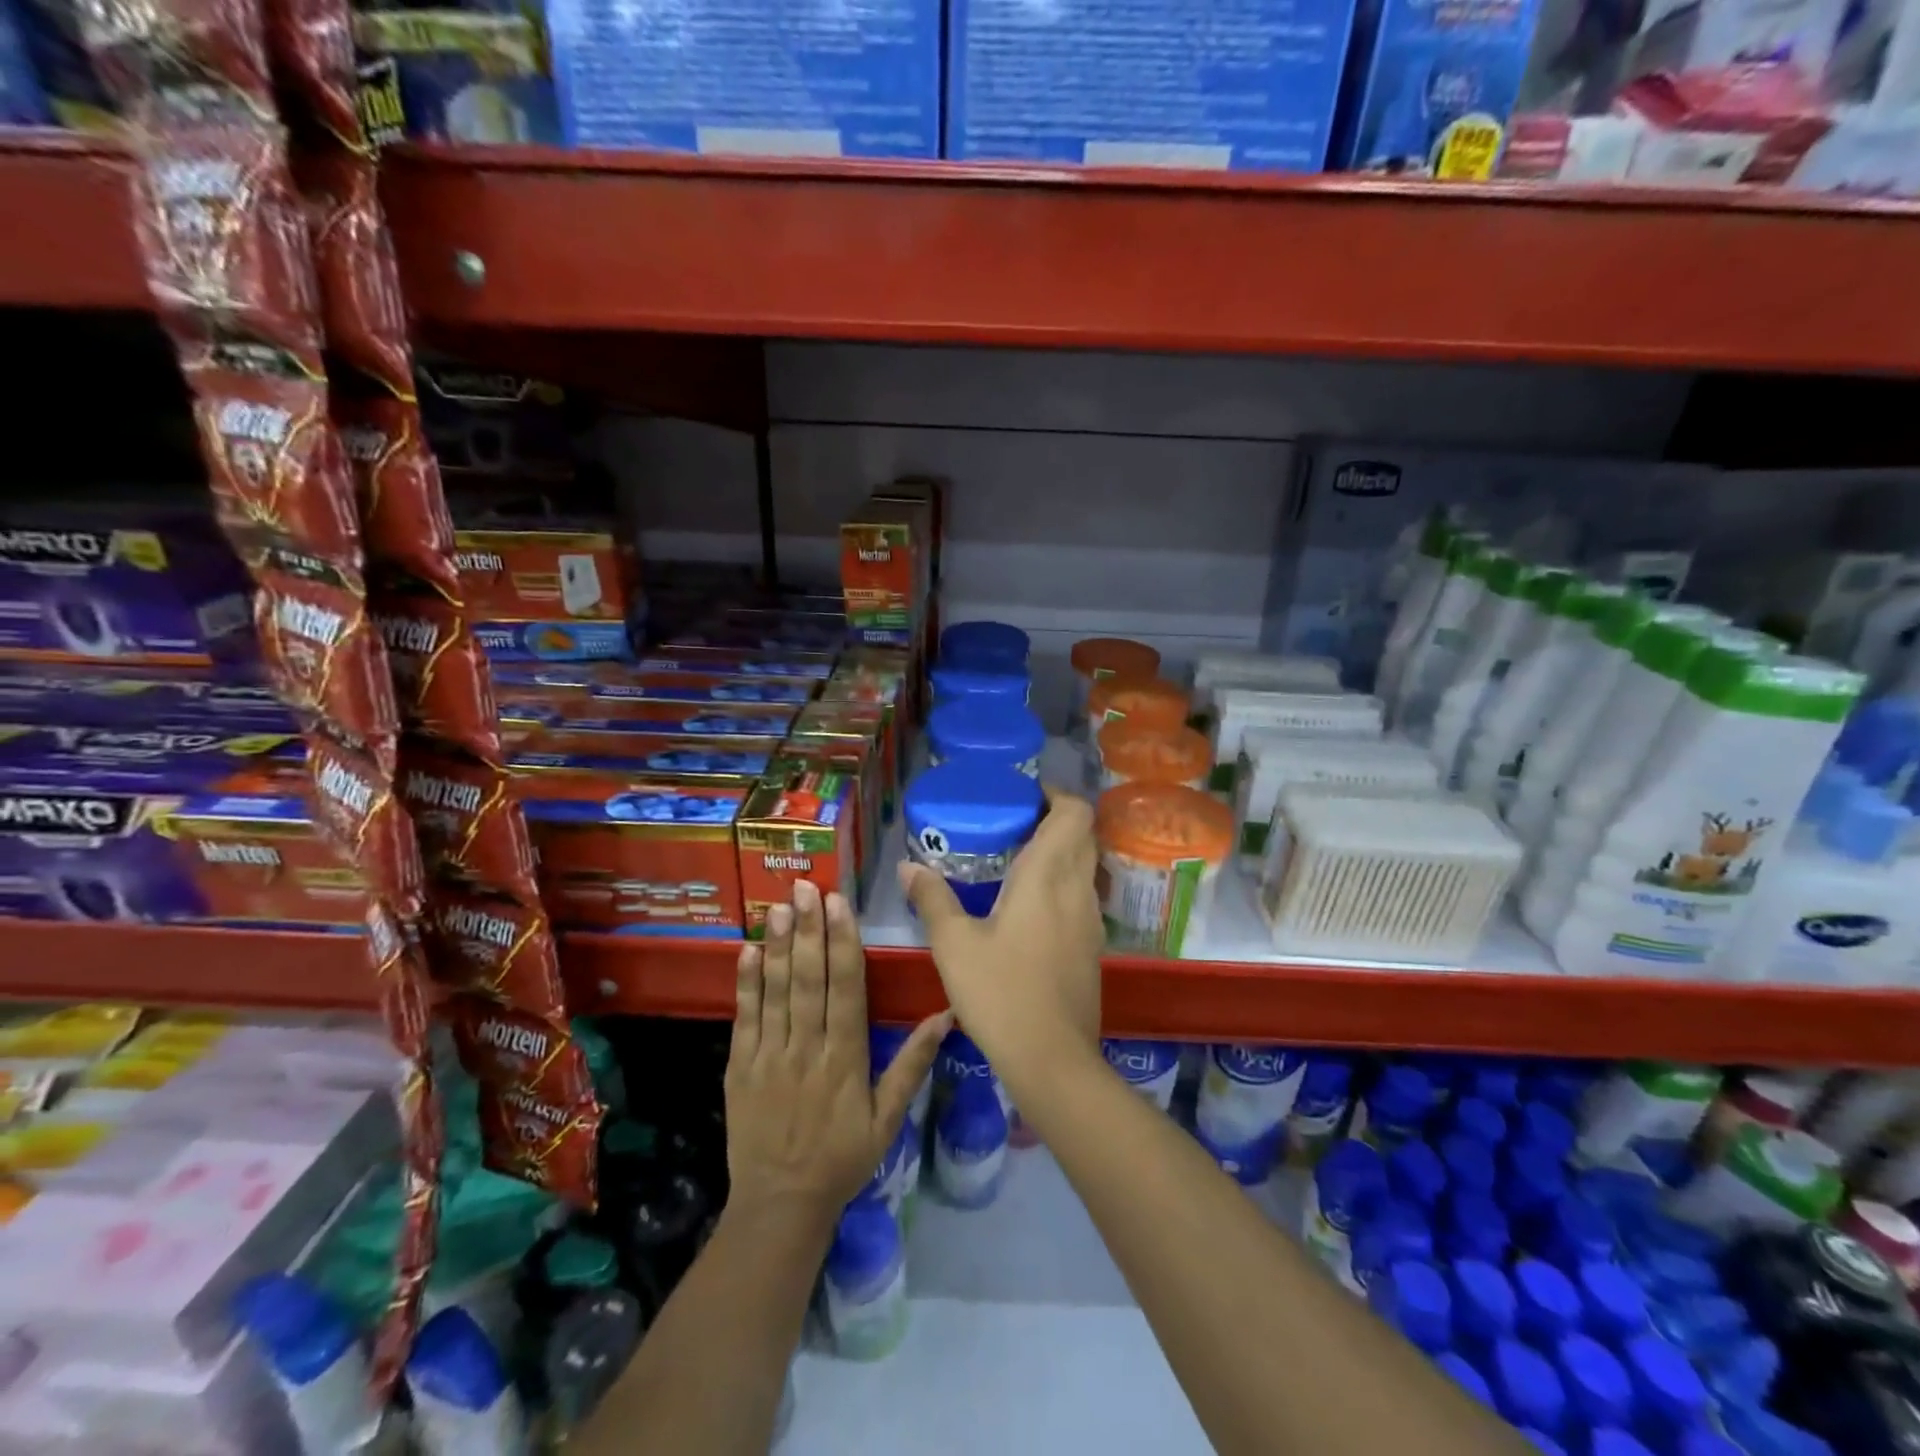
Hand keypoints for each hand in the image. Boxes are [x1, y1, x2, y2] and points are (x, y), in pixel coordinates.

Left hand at [725, 879, 949, 1229]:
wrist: (780, 1205)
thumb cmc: (842, 1159)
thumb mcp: (888, 1119)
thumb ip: (913, 1064)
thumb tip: (946, 1016)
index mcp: (845, 1058)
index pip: (846, 988)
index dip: (843, 943)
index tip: (840, 905)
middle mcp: (807, 1048)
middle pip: (809, 979)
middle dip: (808, 929)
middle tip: (805, 888)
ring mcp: (769, 1055)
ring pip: (776, 990)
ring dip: (777, 945)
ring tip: (777, 906)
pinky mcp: (740, 1067)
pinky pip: (744, 1018)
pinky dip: (746, 983)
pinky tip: (747, 950)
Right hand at [899, 786, 1105, 1098]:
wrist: (1052, 1059)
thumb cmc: (1000, 992)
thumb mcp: (953, 944)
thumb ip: (932, 899)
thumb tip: (908, 867)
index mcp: (1048, 875)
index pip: (1075, 813)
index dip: (1056, 795)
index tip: (1024, 795)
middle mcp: (1078, 888)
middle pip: (1083, 834)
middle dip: (1054, 819)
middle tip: (1012, 823)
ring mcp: (1091, 919)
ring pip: (1085, 865)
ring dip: (1060, 851)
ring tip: (1016, 859)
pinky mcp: (1093, 946)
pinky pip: (1081, 895)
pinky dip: (1062, 882)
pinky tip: (1028, 906)